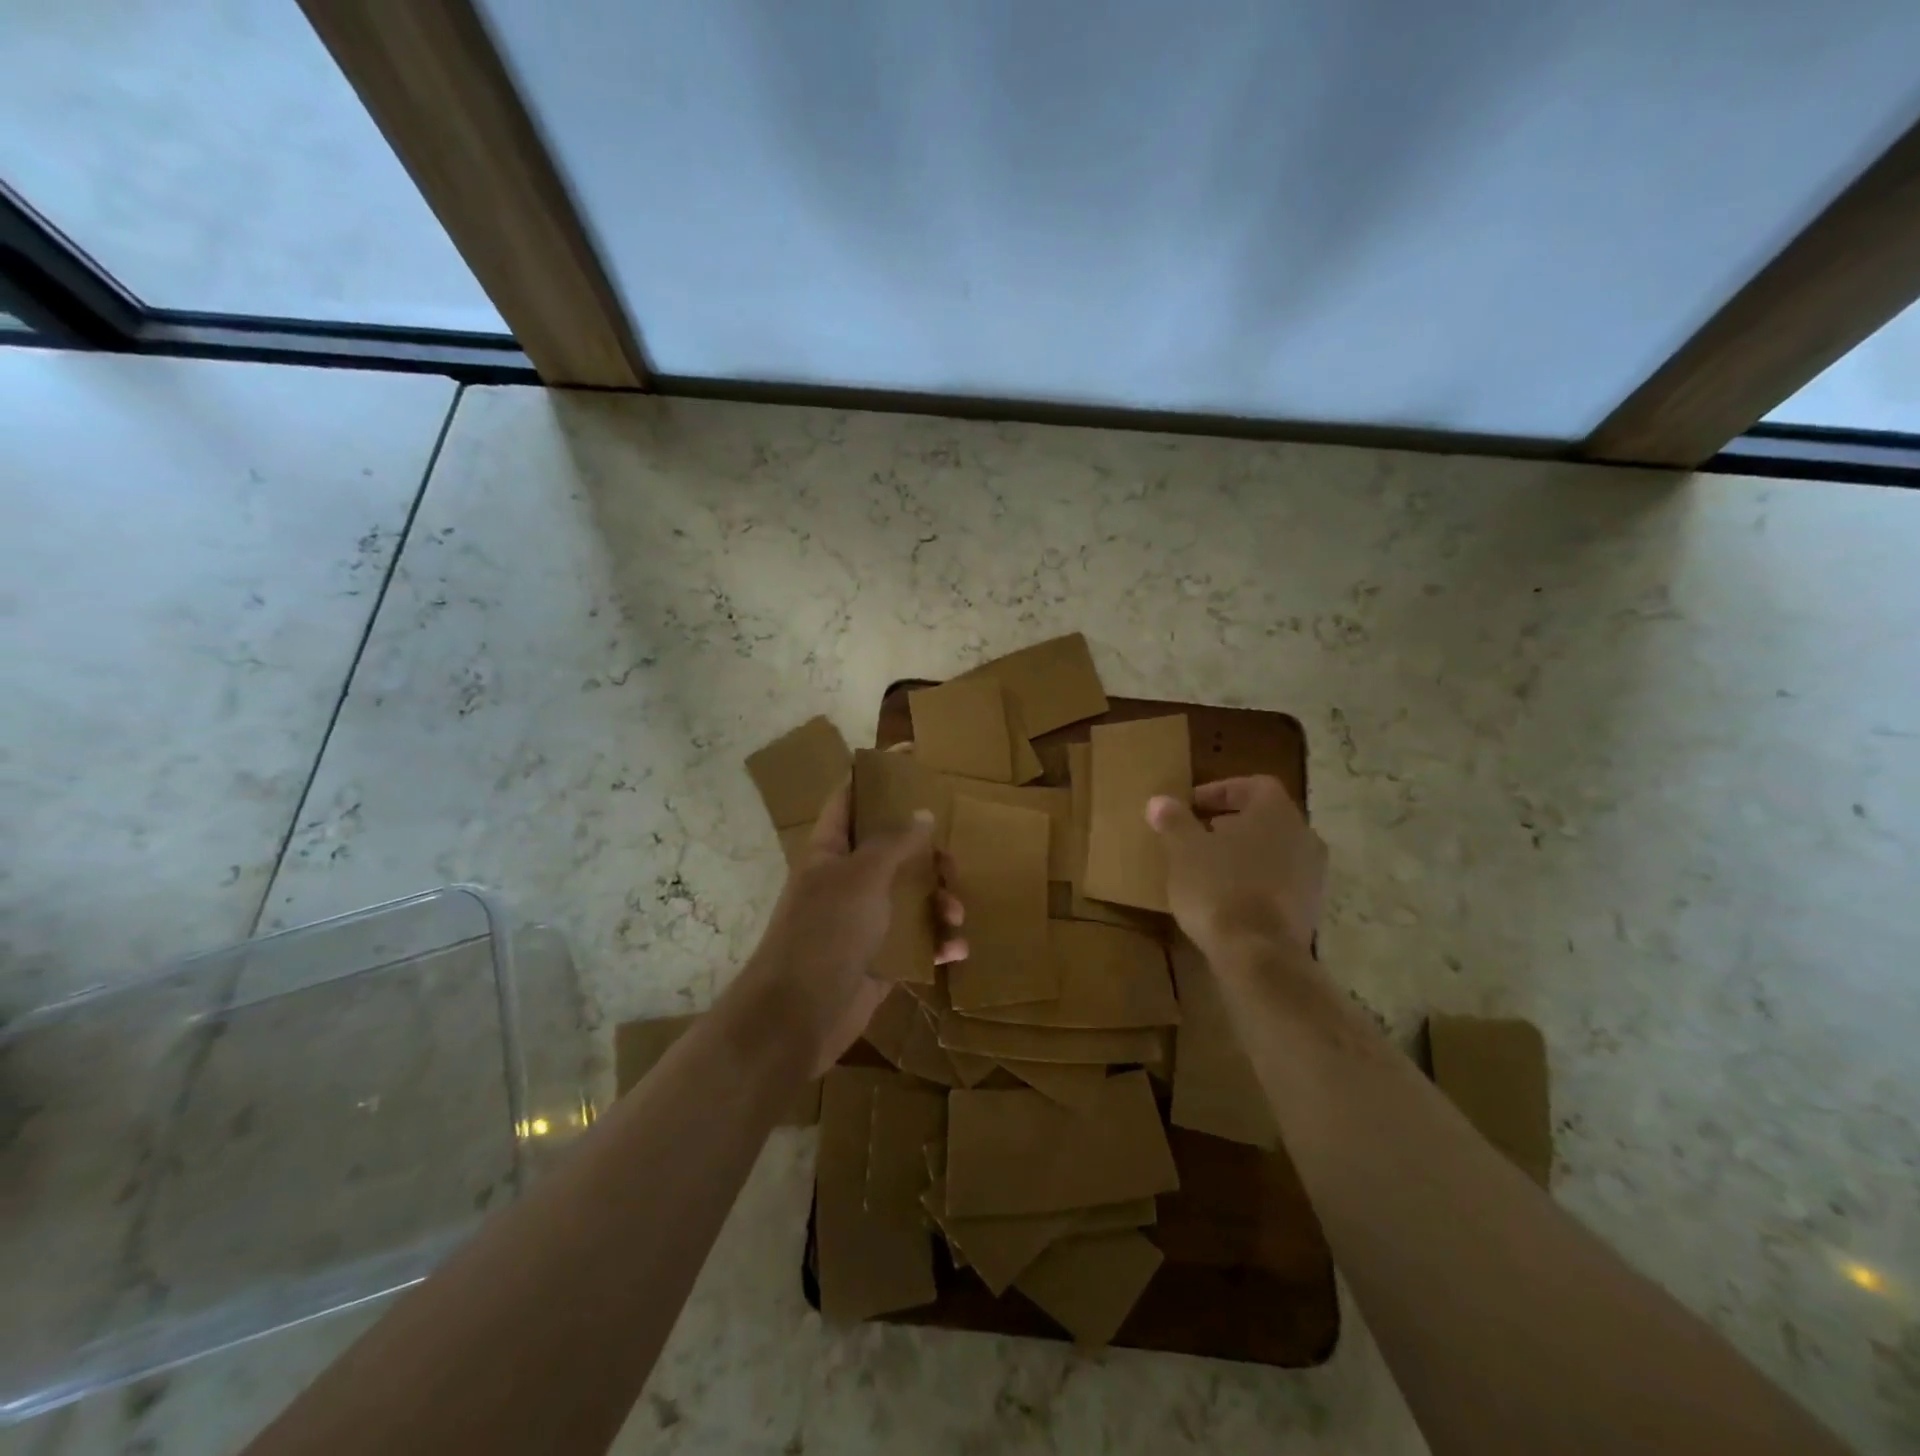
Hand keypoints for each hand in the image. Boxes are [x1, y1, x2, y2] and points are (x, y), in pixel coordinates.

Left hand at [746, 783, 965, 1074]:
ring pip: (912, 896)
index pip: (850, 798)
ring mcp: (864, 922)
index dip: (875, 774)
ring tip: (955, 916)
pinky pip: (918, 941)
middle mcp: (847, 881)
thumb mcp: (861, 877)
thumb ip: (894, 843)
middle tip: (952, 861)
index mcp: (831, 851)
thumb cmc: (824, 933)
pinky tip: (955, 950)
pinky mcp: (881, 960)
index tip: (909, 754)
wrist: (797, 1018)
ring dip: (941, 902)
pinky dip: (938, 943)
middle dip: (928, 853)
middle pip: (894, 850)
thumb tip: (922, 813)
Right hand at [1146, 775, 1326, 960]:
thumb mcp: (1183, 850)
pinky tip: (1228, 896)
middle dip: (1232, 823)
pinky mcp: (1311, 908)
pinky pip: (1280, 881)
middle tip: (1198, 834)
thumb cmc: (1218, 887)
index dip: (1221, 791)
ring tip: (1209, 867)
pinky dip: (1255, 881)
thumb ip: (1174, 821)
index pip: (1254, 785)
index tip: (1192, 805)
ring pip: (1275, 851)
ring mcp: (1313, 874)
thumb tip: (1160, 801)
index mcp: (1276, 812)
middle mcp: (1303, 835)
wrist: (1259, 954)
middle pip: (1266, 818)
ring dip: (1245, 853)